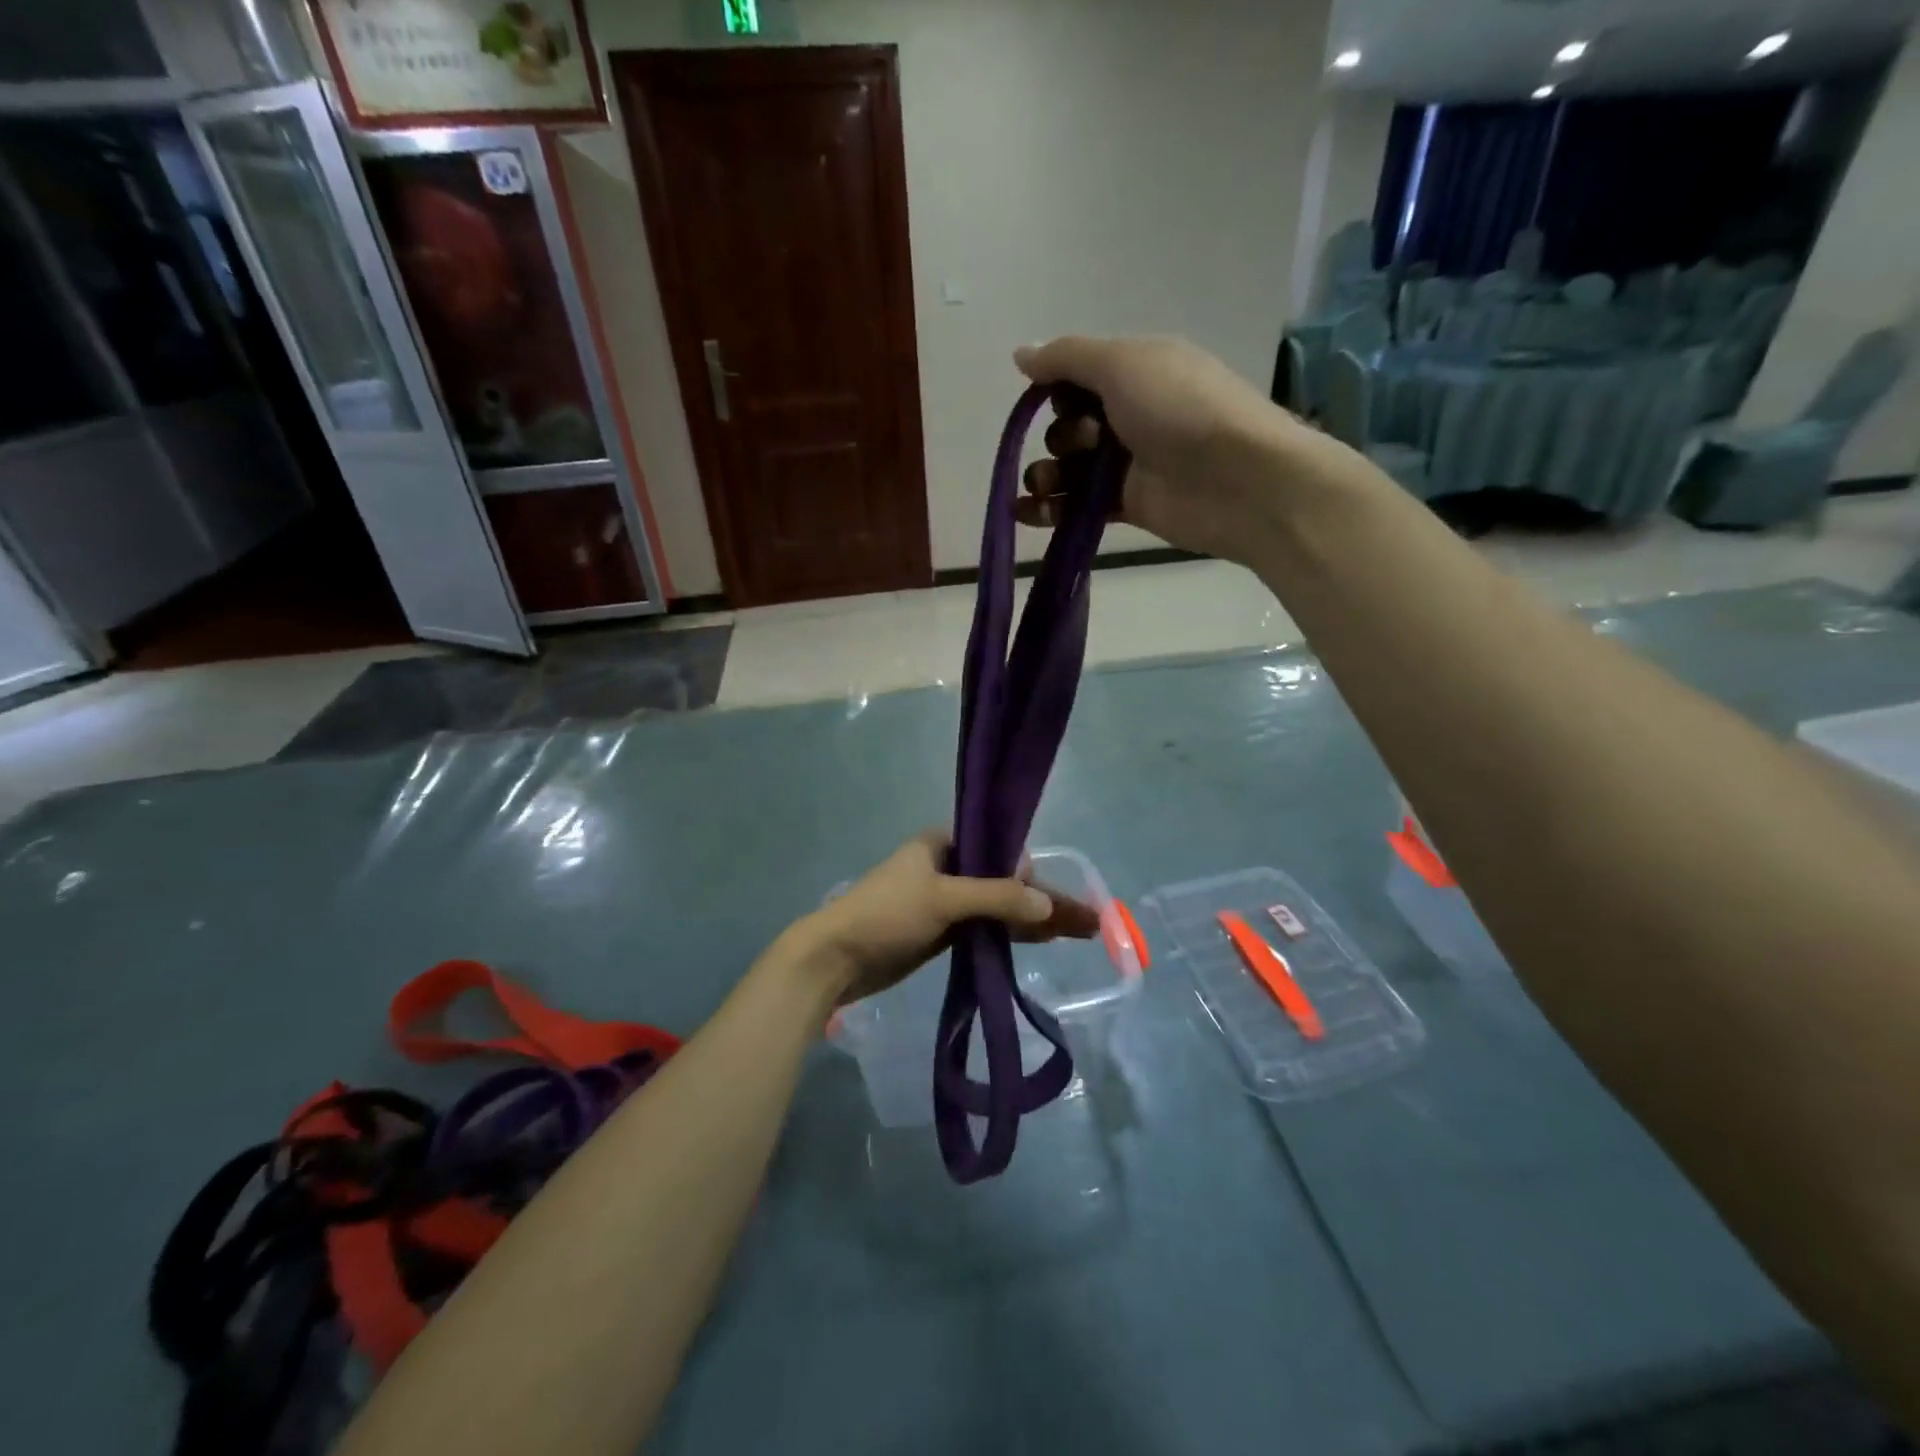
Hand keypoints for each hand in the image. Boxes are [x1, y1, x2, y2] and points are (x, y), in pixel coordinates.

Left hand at [794, 831, 1099, 1005]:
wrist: (836, 959)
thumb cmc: (886, 914)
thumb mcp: (943, 898)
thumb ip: (997, 898)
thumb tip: (1049, 906)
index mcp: (942, 843)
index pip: (999, 846)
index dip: (1029, 868)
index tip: (1052, 895)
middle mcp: (947, 866)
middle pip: (1005, 879)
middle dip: (1043, 898)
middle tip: (1087, 919)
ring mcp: (945, 901)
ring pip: (999, 905)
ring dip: (1033, 919)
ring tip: (1079, 933)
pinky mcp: (942, 931)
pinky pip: (985, 927)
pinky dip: (1011, 934)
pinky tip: (1042, 941)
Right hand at [1013, 335, 1339, 564]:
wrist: (1236, 480)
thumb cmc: (1179, 409)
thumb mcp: (1121, 363)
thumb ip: (1066, 358)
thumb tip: (1020, 353)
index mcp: (1137, 371)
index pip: (1078, 377)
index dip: (1057, 390)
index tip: (1052, 401)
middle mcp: (1132, 413)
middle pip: (1071, 425)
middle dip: (1060, 435)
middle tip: (1084, 443)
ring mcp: (1131, 463)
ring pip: (1071, 468)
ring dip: (1046, 474)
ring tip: (1042, 485)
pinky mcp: (1129, 505)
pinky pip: (1079, 505)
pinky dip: (1050, 510)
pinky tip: (1025, 513)